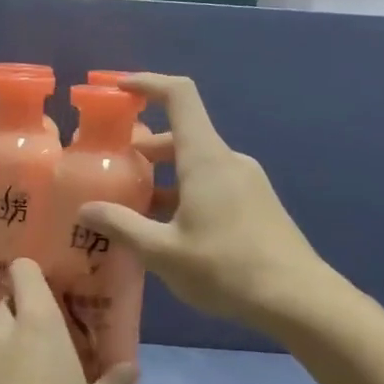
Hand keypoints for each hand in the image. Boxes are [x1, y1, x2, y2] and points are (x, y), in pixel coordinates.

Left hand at [0, 259, 136, 383]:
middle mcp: (0, 332)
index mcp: (36, 323)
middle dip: (24, 312)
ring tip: (33, 369)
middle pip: (7, 303)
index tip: (53, 289)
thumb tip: (130, 367)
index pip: (23, 271)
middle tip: (50, 336)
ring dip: (9, 343)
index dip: (34, 274)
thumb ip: (115, 381)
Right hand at [77, 74, 330, 333]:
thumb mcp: (162, 251)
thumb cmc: (226, 267)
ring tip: (131, 207)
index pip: (179, 96)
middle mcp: (227, 160)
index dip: (147, 84)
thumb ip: (121, 226)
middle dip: (143, 147)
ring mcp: (246, 182)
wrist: (297, 299)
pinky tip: (166, 229)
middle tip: (110, 169)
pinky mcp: (256, 204)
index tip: (117, 90)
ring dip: (162, 176)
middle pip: (181, 135)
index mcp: (206, 158)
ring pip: (195, 164)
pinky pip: (212, 184)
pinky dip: (183, 193)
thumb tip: (85, 209)